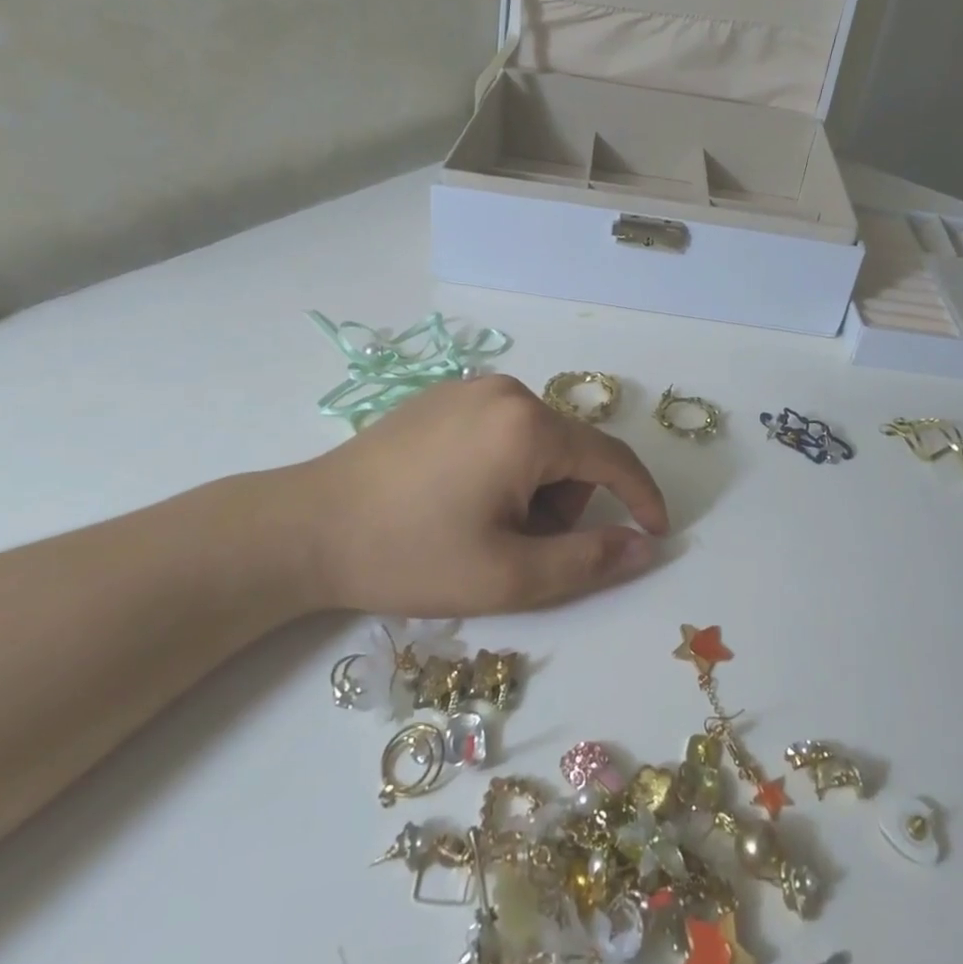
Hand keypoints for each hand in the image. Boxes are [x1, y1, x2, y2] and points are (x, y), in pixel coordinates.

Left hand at [262, 376, 669, 618]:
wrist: (305, 529)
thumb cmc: (411, 555)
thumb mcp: (510, 575)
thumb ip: (589, 561)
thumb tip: (645, 548)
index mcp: (528, 425)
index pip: (612, 458)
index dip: (642, 498)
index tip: (657, 533)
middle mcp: (506, 390)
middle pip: (570, 453)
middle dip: (561, 505)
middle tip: (515, 548)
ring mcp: (469, 389)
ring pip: (536, 443)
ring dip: (531, 490)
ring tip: (481, 526)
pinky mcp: (441, 397)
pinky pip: (501, 431)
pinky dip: (503, 468)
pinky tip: (456, 498)